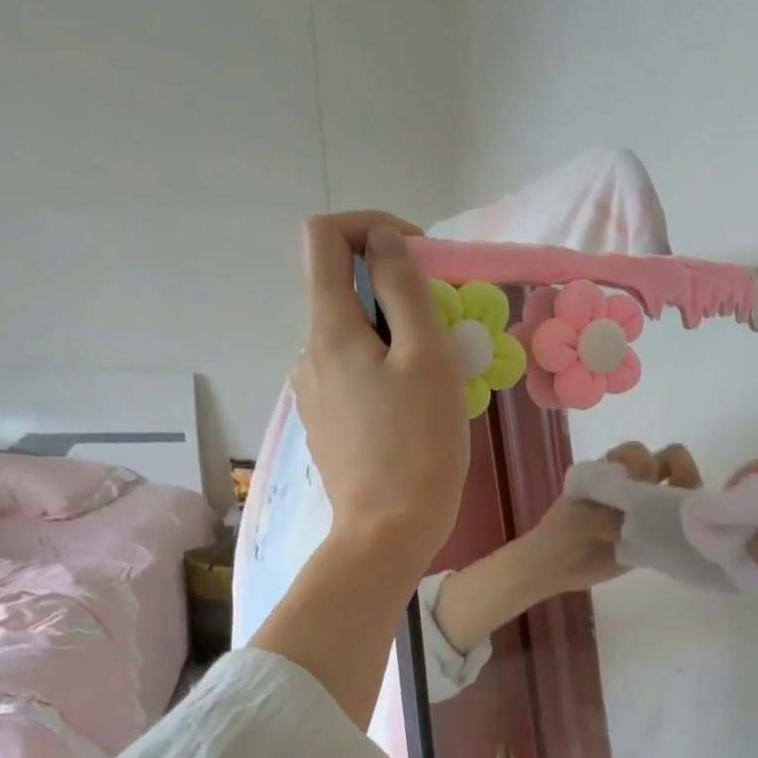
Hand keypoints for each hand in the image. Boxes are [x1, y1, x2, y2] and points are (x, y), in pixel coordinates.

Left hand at [291, 212, 469, 579]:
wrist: (389, 531)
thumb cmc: (419, 445)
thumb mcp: (426, 358)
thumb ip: (405, 290)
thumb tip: (384, 243)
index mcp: (328, 328)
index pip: (325, 236)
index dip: (371, 226)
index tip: (420, 258)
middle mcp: (309, 352)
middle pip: (342, 288)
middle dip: (396, 290)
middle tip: (448, 327)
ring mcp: (314, 391)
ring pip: (353, 335)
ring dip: (396, 334)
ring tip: (440, 375)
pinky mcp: (328, 422)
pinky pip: (355, 373)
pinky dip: (386, 368)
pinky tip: (417, 407)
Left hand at [518, 441, 702, 592]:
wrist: (553, 567)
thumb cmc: (561, 532)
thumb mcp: (581, 519)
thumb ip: (612, 516)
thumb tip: (644, 520)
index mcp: (611, 471)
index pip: (640, 453)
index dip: (645, 464)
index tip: (637, 484)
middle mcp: (632, 484)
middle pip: (669, 464)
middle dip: (677, 474)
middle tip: (668, 501)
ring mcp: (644, 509)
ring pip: (678, 491)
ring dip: (685, 499)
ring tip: (684, 518)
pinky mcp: (651, 536)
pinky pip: (676, 526)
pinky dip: (685, 527)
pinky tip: (685, 536)